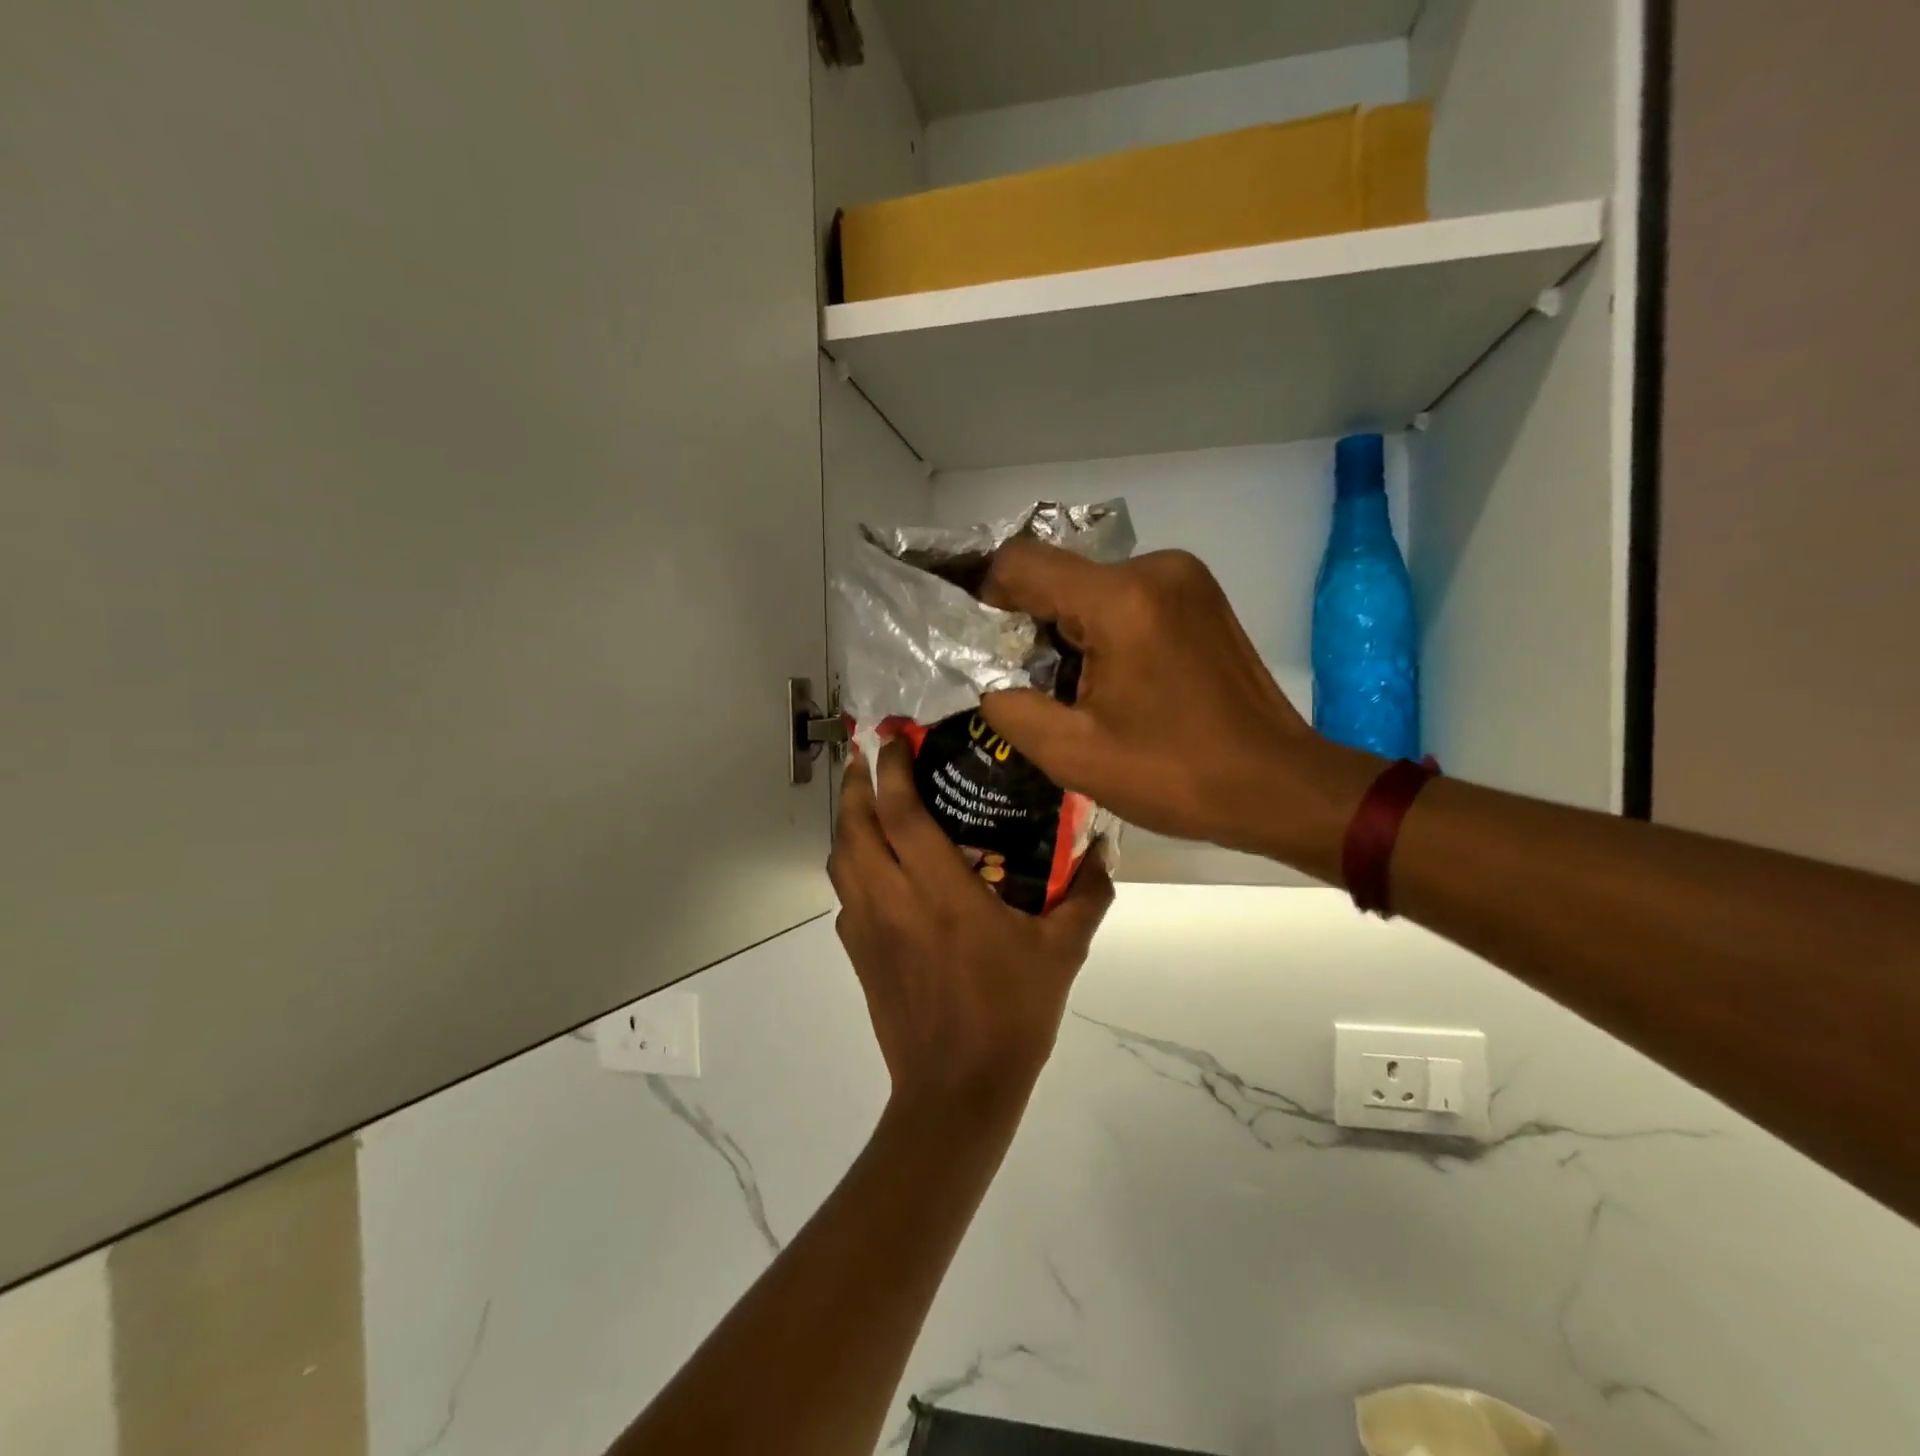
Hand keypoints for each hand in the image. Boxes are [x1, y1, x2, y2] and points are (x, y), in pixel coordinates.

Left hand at [827, 738, 1113, 1119]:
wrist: (956, 1092)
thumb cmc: (1011, 1016)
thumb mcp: (1061, 953)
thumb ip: (1086, 895)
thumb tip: (1104, 848)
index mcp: (940, 893)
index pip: (900, 813)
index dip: (892, 769)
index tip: (894, 737)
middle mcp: (892, 901)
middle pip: (854, 827)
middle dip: (857, 784)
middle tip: (871, 757)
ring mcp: (866, 929)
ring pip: (840, 859)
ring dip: (848, 822)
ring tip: (868, 801)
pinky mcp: (858, 954)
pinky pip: (845, 893)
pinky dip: (852, 864)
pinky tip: (877, 867)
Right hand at [979, 540, 1380, 878]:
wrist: (1278, 785)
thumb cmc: (1176, 775)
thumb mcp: (1073, 755)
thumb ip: (1010, 708)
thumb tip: (991, 682)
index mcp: (1121, 600)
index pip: (1021, 563)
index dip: (989, 600)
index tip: (990, 651)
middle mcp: (1154, 568)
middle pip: (1059, 576)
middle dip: (1033, 626)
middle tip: (1038, 687)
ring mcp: (1186, 577)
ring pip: (1092, 587)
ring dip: (1072, 630)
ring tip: (1083, 693)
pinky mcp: (1202, 596)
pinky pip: (1128, 597)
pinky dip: (1107, 629)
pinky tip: (1122, 682)